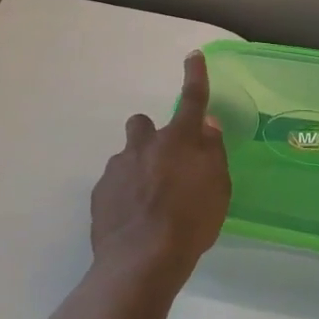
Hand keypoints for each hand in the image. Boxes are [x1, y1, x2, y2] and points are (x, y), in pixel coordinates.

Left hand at [90, 51, 231, 293]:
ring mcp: (118, 168)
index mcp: (179, 141)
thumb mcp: (218, 189)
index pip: (192, 100)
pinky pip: (115, 184)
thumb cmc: (190, 223)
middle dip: (151, 136)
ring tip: (150, 204)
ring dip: (138, 169)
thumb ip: (212, 153)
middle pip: (143, 124)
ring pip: (127, 157)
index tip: (193, 56)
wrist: (141, 261)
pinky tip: (134, 220)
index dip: (195, 76)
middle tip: (164, 163)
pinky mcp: (100, 193)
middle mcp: (145, 145)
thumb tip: (207, 126)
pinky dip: (124, 195)